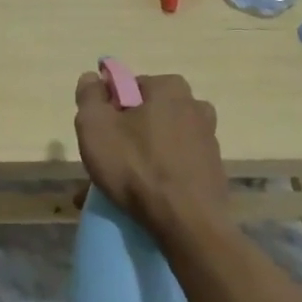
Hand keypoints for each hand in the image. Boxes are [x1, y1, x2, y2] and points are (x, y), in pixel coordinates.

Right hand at [74, 71, 228, 236]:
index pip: (129, 87)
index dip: (109, 109)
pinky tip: (140, 201)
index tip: (99, 136)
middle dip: (125, 137)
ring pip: (160, 144)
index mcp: (169, 87)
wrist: (188, 225)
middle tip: (105, 164)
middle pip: (146, 116)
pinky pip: (175, 167)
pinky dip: (158, 178)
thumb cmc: (137, 167)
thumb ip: (89, 96)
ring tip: (117, 190)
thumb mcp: (95, 126)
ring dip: (139, 160)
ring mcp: (207, 140)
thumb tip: (92, 77)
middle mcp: (194, 106)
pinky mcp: (213, 171)